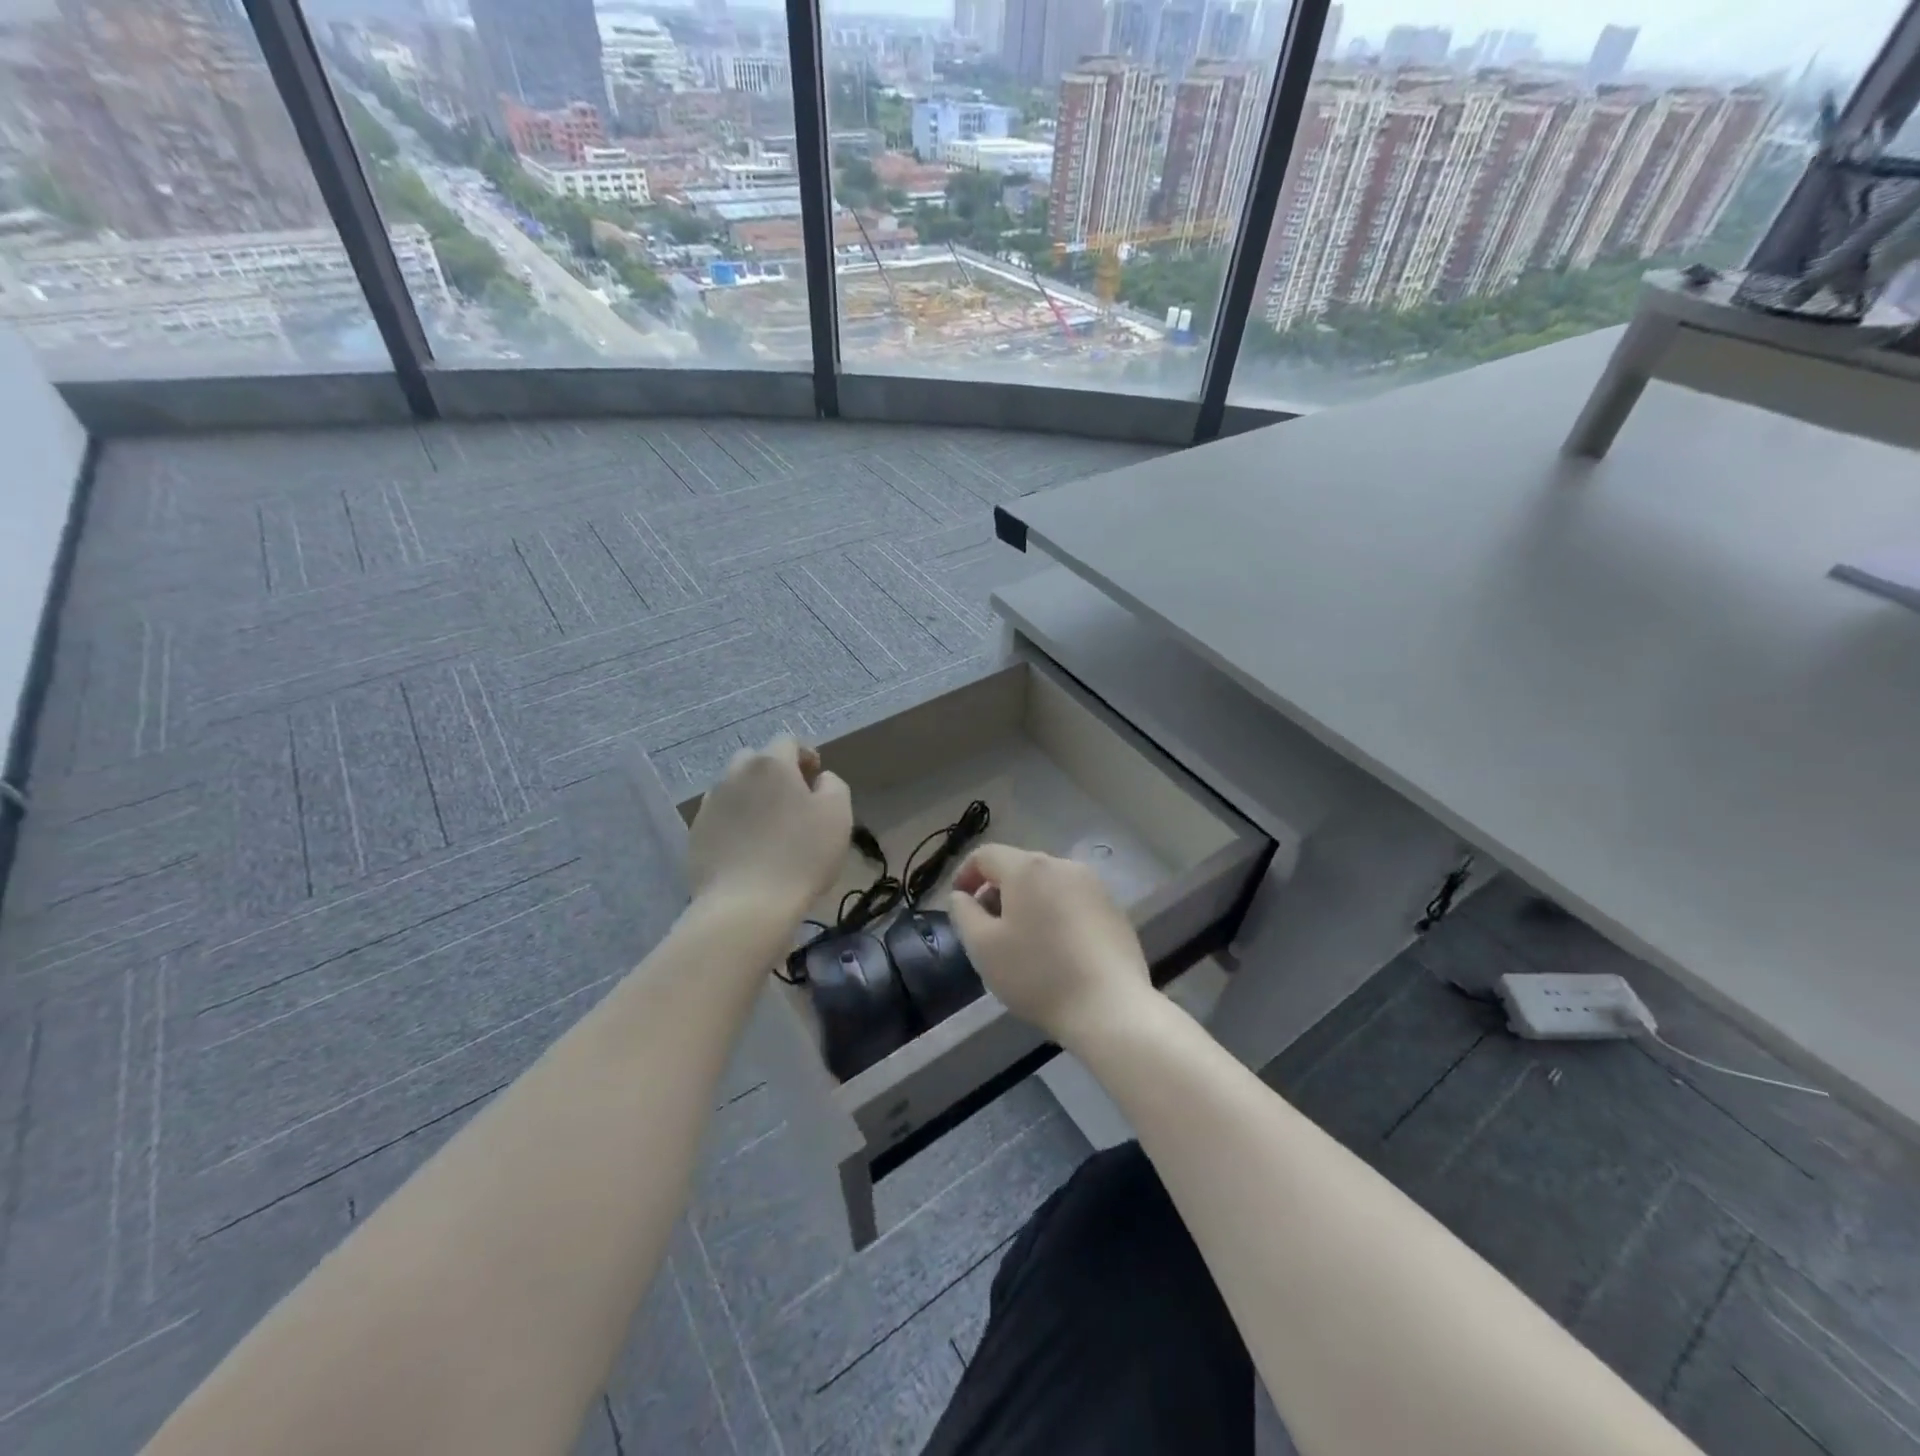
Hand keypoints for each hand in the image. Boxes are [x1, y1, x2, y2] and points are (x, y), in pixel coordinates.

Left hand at [687, 738, 851, 918]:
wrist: (746, 905)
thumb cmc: (801, 855)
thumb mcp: (838, 815)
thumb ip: (833, 785)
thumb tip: (820, 779)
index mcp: (771, 764)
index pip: (788, 742)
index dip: (805, 755)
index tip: (816, 778)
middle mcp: (735, 774)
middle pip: (756, 760)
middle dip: (774, 772)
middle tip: (792, 800)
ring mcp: (710, 804)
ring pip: (734, 787)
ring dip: (752, 796)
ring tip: (768, 826)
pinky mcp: (696, 833)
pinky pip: (720, 816)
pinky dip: (734, 822)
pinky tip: (747, 847)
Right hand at [948, 845, 1152, 1048]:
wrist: (1110, 1007)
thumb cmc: (1038, 975)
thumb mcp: (983, 947)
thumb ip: (963, 912)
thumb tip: (961, 895)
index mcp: (1028, 868)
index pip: (986, 855)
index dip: (965, 875)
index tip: (959, 904)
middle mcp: (1063, 865)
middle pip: (1018, 867)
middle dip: (997, 891)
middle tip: (987, 928)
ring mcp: (1094, 885)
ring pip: (1047, 884)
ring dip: (1027, 902)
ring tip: (1021, 940)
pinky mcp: (1113, 908)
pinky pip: (1072, 900)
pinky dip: (1055, 913)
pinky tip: (1056, 949)